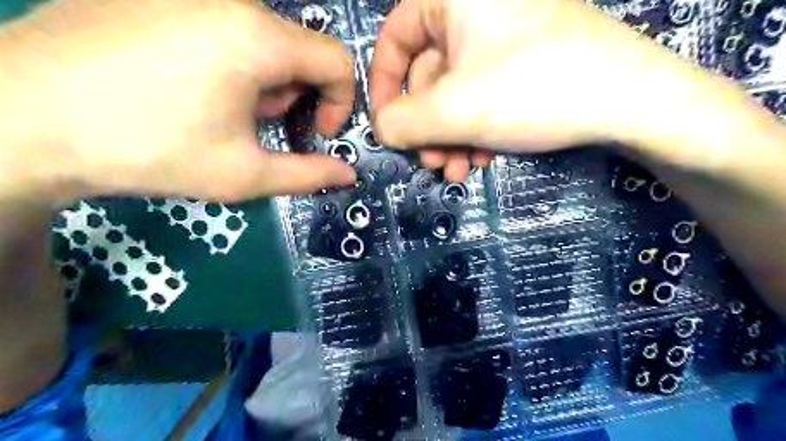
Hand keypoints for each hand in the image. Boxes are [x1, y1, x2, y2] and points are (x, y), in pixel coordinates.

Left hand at [0, 1, 354, 202]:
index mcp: (257, 39)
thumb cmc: (150, 150)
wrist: (20, 118)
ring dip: (261, 82)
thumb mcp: (244, 174)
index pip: (337, 60)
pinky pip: (222, 26)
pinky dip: (229, 62)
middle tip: (257, 128)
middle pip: (299, 51)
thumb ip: (308, 174)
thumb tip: (348, 174)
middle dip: (293, 96)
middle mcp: (229, 1)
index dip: (340, 102)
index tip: (317, 133)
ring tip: (219, 111)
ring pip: (262, 39)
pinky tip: (188, 87)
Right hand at [369, 0, 730, 180]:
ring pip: (455, 92)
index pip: (394, 37)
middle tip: (432, 162)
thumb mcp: (454, 109)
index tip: (387, 127)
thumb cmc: (533, 90)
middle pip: (427, 75)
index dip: (384, 86)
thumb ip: (402, 122)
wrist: (630, 101)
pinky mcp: (522, 61)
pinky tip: (484, 157)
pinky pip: (481, 95)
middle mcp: (475, 8)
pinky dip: (475, 129)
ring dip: (450, 136)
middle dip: (427, 127)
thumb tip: (380, 129)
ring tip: (458, 169)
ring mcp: (502, 37)